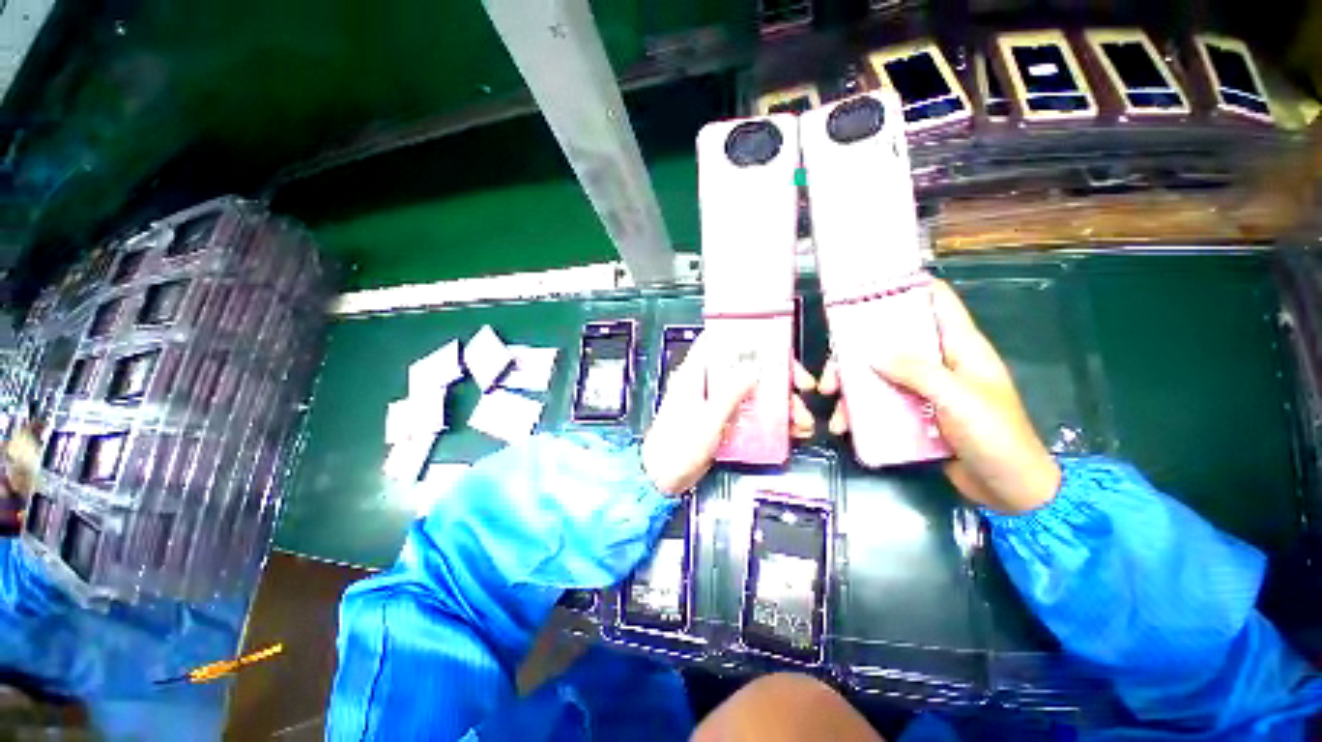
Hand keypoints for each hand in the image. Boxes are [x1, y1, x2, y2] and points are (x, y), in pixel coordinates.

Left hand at [642, 333, 816, 495]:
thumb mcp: (708, 418)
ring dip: (777, 403)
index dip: (744, 338)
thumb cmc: (679, 446)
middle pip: (744, 368)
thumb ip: (730, 393)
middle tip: (800, 386)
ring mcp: (714, 403)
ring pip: (751, 392)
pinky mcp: (721, 421)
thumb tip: (754, 369)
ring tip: (800, 419)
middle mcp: (705, 384)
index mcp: (694, 374)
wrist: (662, 478)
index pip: (718, 342)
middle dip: (775, 376)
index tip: (773, 344)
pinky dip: (768, 419)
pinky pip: (748, 413)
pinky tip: (789, 431)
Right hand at [819, 280, 1060, 513]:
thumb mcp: (957, 399)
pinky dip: (860, 410)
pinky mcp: (915, 412)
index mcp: (961, 347)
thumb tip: (871, 352)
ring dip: (852, 386)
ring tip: (833, 404)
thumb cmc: (995, 438)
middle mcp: (940, 362)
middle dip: (857, 351)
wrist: (1009, 491)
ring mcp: (925, 388)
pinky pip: (880, 401)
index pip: (936, 302)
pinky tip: (845, 425)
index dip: (907, 289)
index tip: (868, 290)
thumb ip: (917, 371)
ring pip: (879, 373)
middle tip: (832, 372)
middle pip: (893, 341)